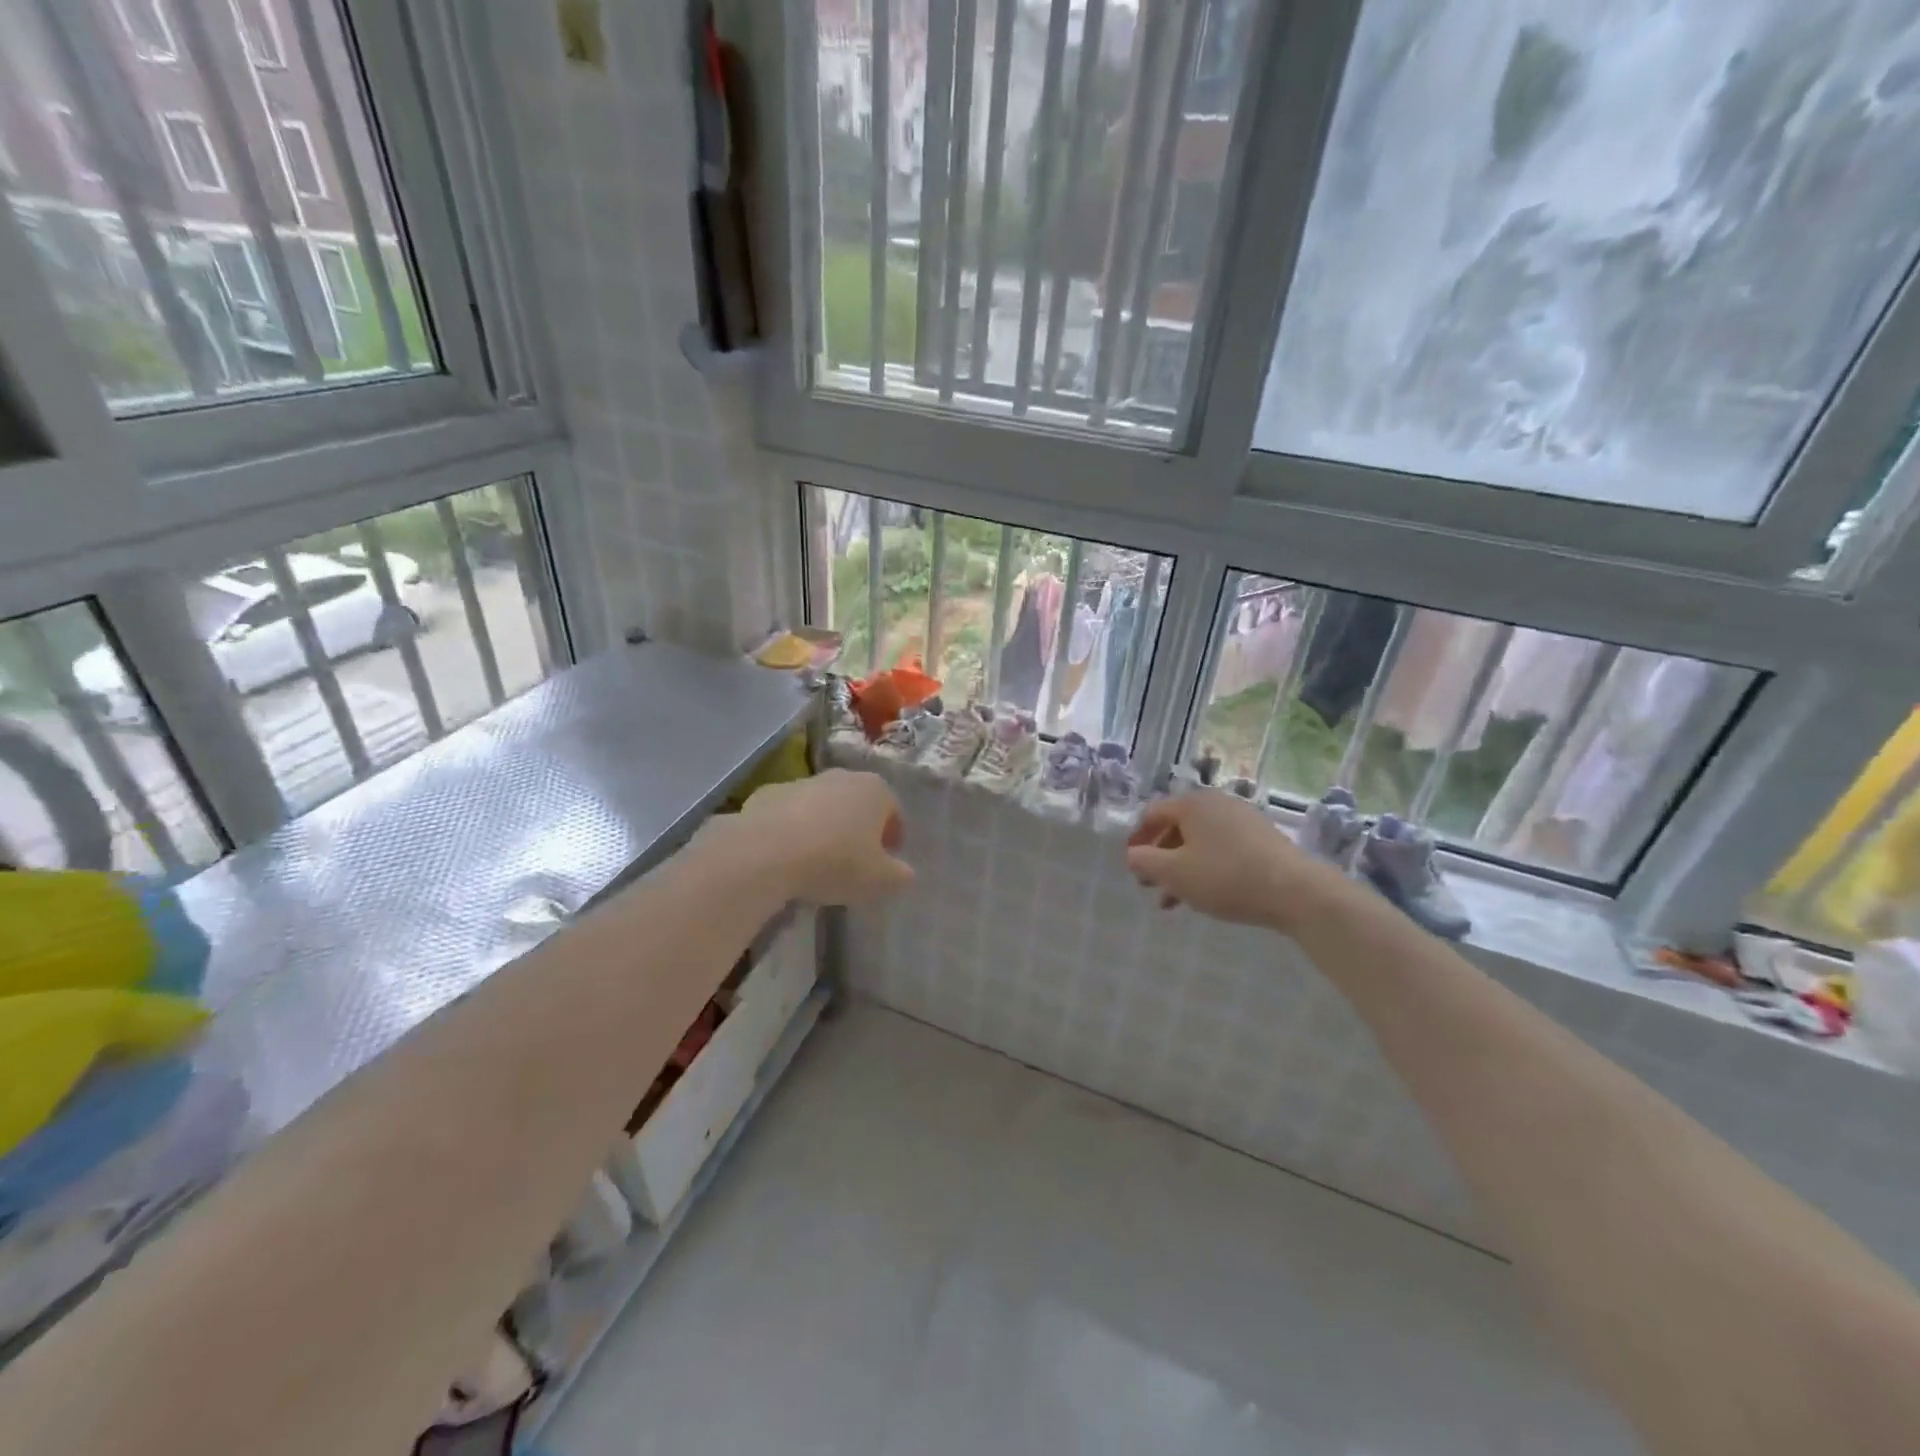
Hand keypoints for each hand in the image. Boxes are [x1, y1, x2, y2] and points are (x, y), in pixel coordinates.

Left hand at [734, 769, 913, 905]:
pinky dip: (791, 830)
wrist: (765, 852)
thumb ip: (900, 875)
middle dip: (857, 829)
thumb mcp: (880, 880)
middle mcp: (841, 776)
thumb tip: (904, 872)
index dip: (892, 838)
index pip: (893, 812)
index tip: (883, 864)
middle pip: (857, 803)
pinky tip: (785, 857)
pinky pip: (788, 814)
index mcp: (875, 790)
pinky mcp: (767, 793)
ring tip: (815, 863)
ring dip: (823, 828)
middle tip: (852, 863)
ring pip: (821, 806)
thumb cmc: (835, 862)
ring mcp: (801, 782)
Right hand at [1126, 790, 1346, 931]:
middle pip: (1177, 827)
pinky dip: (1206, 867)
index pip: (1152, 814)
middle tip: (1150, 885)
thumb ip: (1145, 862)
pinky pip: (1222, 848)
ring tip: (1174, 901)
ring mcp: (1242, 819)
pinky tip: (1206, 893)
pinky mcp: (1262, 838)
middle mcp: (1216, 802)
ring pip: (1200, 841)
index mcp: (1192, 803)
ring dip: (1181, 867)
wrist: (1296, 891)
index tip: (1131, 866)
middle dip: (1160, 857)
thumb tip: (1132, 855)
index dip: (1137, 839)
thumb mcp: (1174, 873)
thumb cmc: (1225, 877)